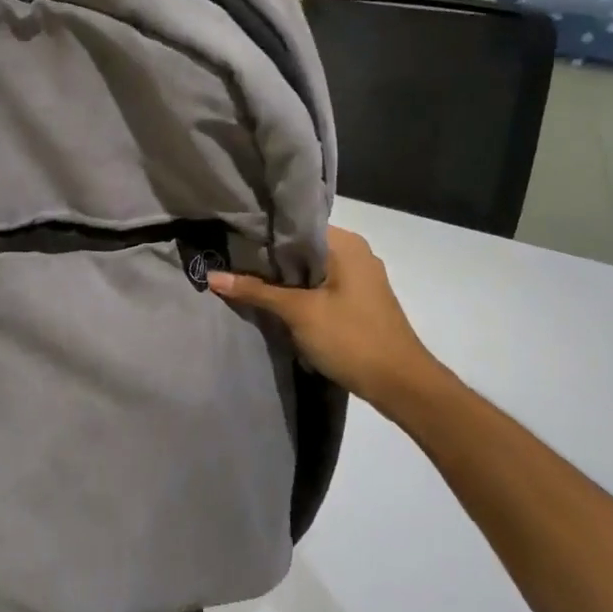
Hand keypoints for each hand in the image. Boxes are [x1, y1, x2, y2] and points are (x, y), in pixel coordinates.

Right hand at [207, 226, 449, 416]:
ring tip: (242, 279)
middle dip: (268, 258)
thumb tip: (212, 275)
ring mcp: (359, 279)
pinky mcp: (357, 301)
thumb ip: (256, 291)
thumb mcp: (298, 312)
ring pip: (310, 270)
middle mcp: (355, 254)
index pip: (295, 226)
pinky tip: (272, 301)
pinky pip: (320, 286)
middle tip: (228, 261)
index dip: (262, 234)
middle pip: (301, 248)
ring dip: (281, 278)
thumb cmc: (351, 338)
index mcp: (346, 244)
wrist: (400, 385)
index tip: (230, 240)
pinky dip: (297, 292)